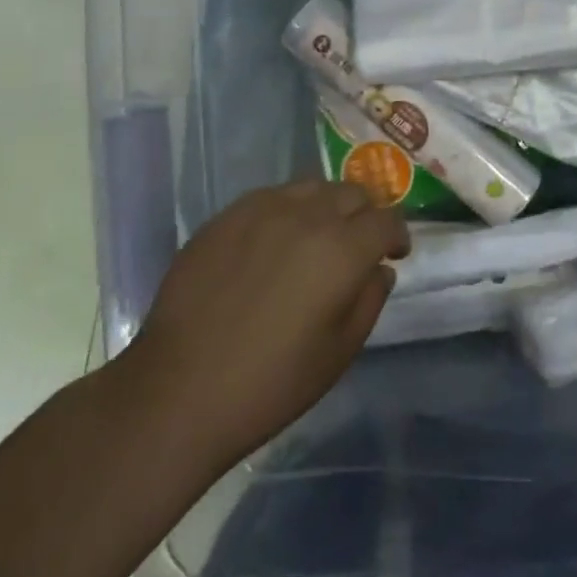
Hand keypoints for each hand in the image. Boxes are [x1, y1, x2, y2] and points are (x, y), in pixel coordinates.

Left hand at [114, 180, 409, 474]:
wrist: (179, 390)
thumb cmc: (271, 383)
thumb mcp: (339, 352)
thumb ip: (369, 300)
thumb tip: (379, 269)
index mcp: (342, 249)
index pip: (387, 219)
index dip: (397, 234)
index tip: (395, 252)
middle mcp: (307, 215)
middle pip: (353, 193)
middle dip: (365, 214)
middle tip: (359, 243)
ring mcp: (262, 210)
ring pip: (312, 187)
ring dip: (327, 206)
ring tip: (317, 236)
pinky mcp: (226, 216)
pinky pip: (271, 197)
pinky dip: (287, 210)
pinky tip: (274, 241)